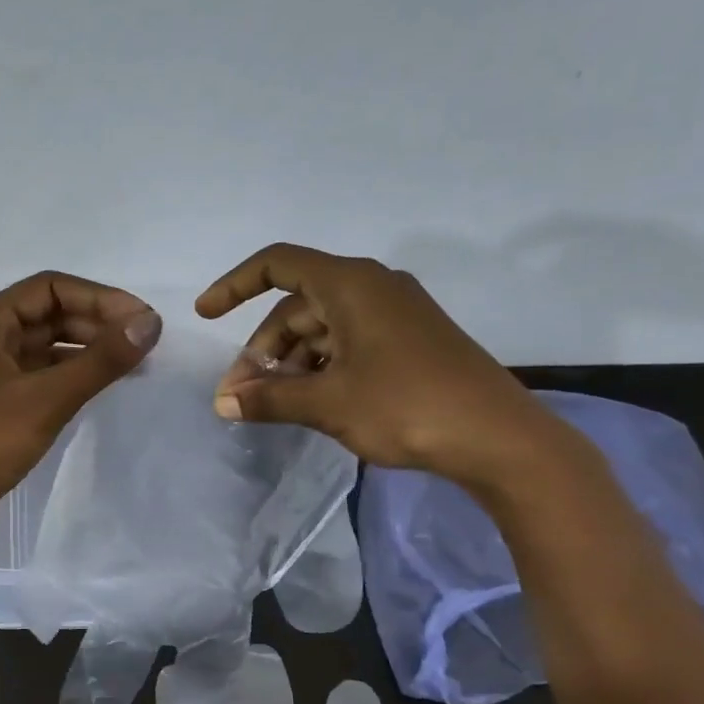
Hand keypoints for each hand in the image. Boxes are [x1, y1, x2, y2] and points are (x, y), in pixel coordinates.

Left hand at [0, 271, 162, 552]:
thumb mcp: (47, 398)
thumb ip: (101, 359)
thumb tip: (151, 322)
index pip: (49, 288)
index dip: (99, 297)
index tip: (141, 319)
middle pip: (48, 315)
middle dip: (96, 323)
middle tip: (144, 343)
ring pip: (46, 349)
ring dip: (87, 351)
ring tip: (132, 364)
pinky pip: (40, 378)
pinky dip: (71, 378)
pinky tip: (100, 389)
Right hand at [196, 243, 562, 489]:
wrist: (498, 438)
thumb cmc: (406, 406)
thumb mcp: (327, 403)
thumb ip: (269, 398)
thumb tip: (222, 403)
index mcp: (351, 285)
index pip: (278, 265)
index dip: (234, 285)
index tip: (205, 315)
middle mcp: (373, 288)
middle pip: (297, 306)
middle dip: (263, 349)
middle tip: (241, 395)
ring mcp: (395, 315)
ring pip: (322, 329)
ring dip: (291, 363)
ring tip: (273, 405)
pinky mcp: (409, 342)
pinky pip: (348, 343)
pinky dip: (321, 368)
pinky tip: (311, 402)